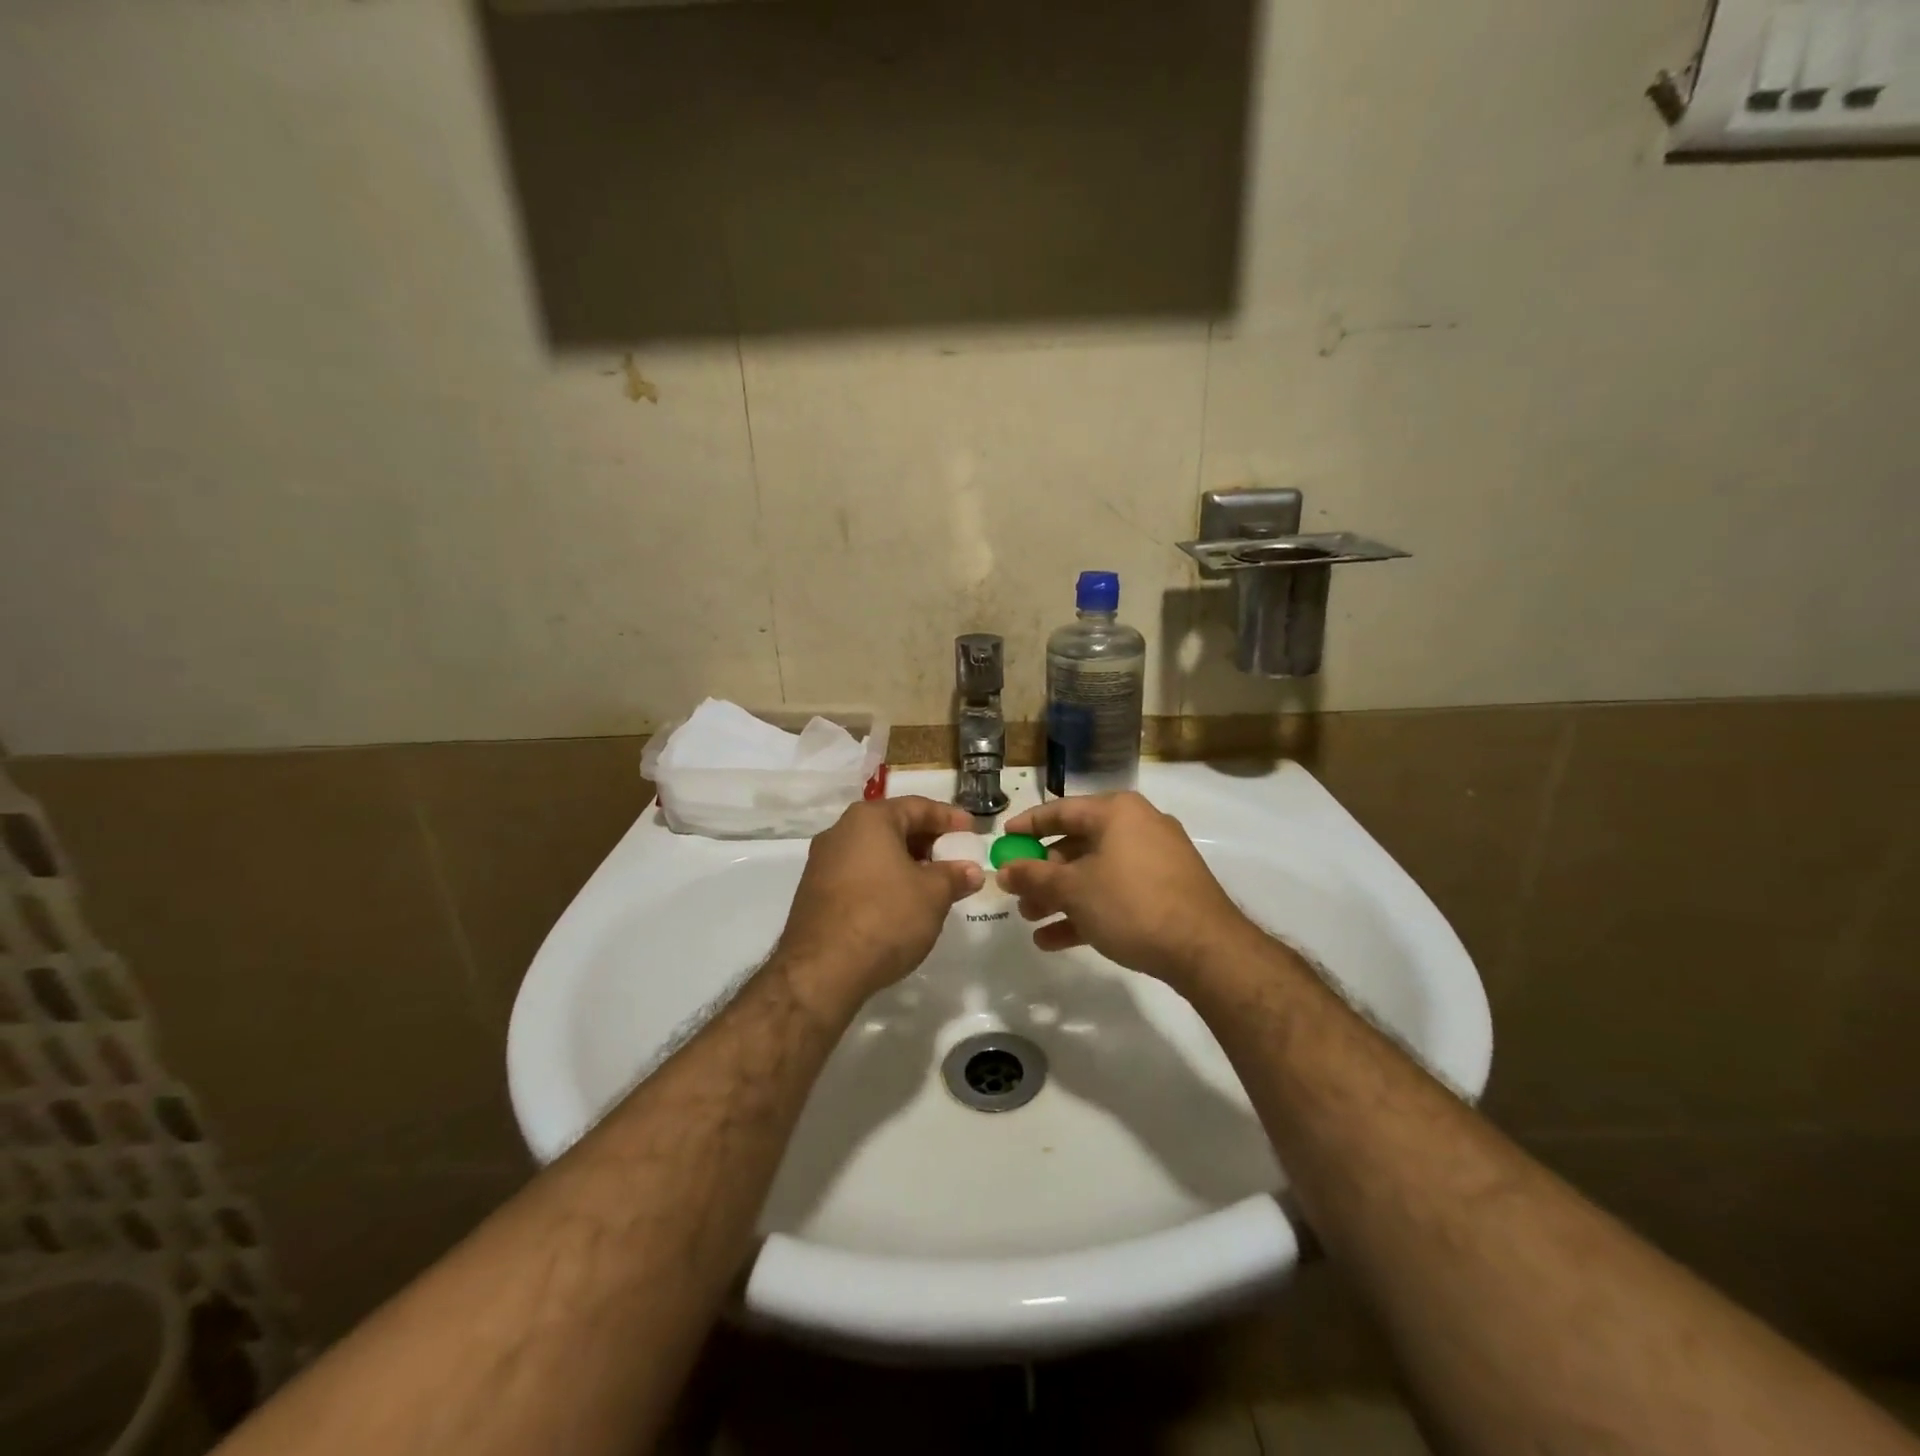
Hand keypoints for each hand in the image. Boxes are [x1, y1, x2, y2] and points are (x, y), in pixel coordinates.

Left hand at [774, 795, 981, 1016]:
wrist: (821, 971)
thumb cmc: (884, 917)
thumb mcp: (933, 895)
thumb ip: (954, 876)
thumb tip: (970, 870)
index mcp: (869, 819)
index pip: (917, 806)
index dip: (949, 817)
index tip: (971, 830)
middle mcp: (840, 831)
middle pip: (892, 827)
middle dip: (927, 841)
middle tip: (954, 857)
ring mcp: (822, 863)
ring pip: (874, 852)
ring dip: (905, 863)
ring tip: (932, 884)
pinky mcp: (814, 893)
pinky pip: (858, 875)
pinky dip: (883, 880)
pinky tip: (901, 903)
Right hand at [996, 792, 1257, 986]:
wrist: (1206, 949)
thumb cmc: (1131, 904)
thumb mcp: (1073, 889)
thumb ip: (1034, 877)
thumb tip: (1003, 870)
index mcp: (1117, 812)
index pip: (1061, 810)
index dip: (1028, 826)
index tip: (1003, 841)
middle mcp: (1138, 826)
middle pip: (1077, 844)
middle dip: (1043, 873)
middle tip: (1017, 894)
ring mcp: (1156, 859)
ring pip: (1095, 872)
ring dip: (1061, 896)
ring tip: (1032, 920)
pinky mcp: (1166, 891)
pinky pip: (1116, 893)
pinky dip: (1088, 910)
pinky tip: (1055, 940)